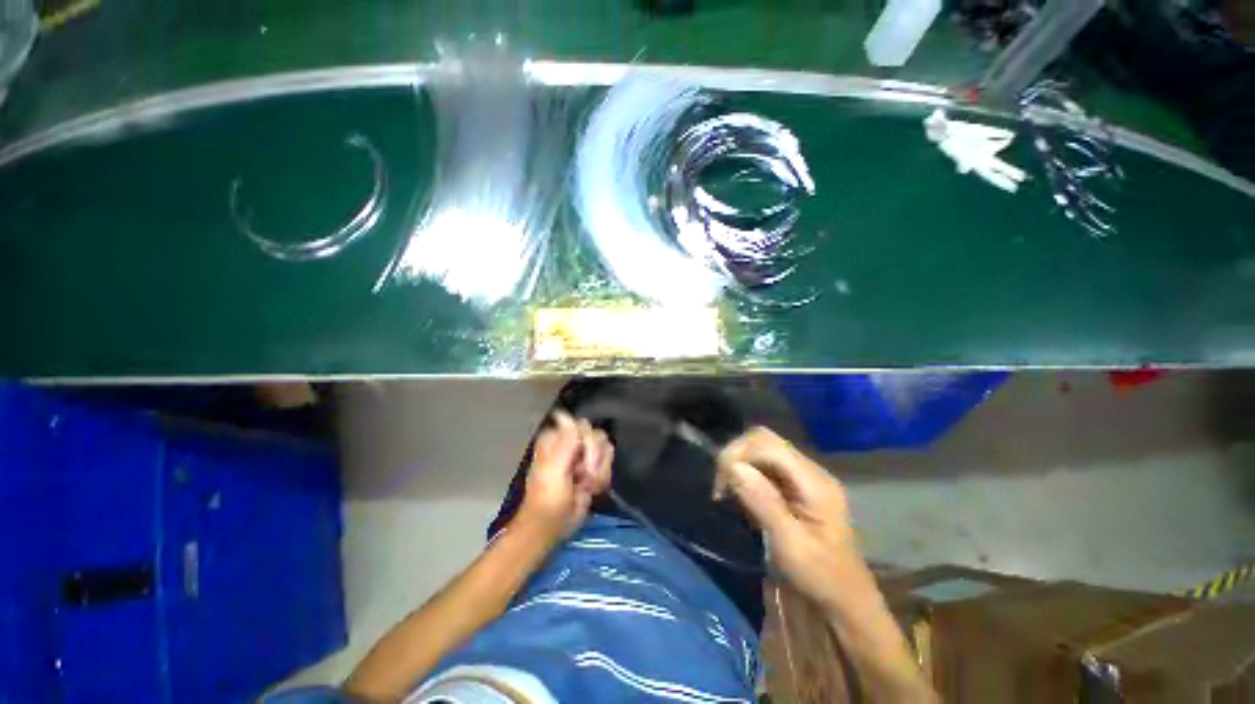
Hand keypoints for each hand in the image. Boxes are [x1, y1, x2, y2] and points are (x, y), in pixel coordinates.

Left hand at [516, 411, 613, 545]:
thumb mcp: (553, 470)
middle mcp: (572, 442)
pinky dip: (602, 478)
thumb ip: (565, 443)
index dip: (587, 441)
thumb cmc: (547, 499)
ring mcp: (584, 455)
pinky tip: (591, 489)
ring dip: (599, 471)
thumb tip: (567, 414)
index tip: (582, 457)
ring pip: (606, 449)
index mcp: (557, 438)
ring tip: (586, 485)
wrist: (552, 526)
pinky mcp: (594, 468)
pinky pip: (609, 463)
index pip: (582, 425)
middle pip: (597, 436)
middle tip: (584, 475)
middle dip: (594, 458)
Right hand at [716, 427, 870, 611]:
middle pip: (763, 440)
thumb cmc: (821, 577)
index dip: (738, 455)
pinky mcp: (795, 486)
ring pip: (761, 450)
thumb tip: (734, 467)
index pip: (767, 445)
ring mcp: (803, 477)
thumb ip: (763, 502)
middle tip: (722, 485)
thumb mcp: (790, 545)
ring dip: (740, 465)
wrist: (845, 600)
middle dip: (736, 456)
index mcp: (814, 482)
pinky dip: (747, 475)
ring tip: (729, 492)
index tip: (721, 486)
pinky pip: (764, 466)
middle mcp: (809, 471)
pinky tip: (743, 498)